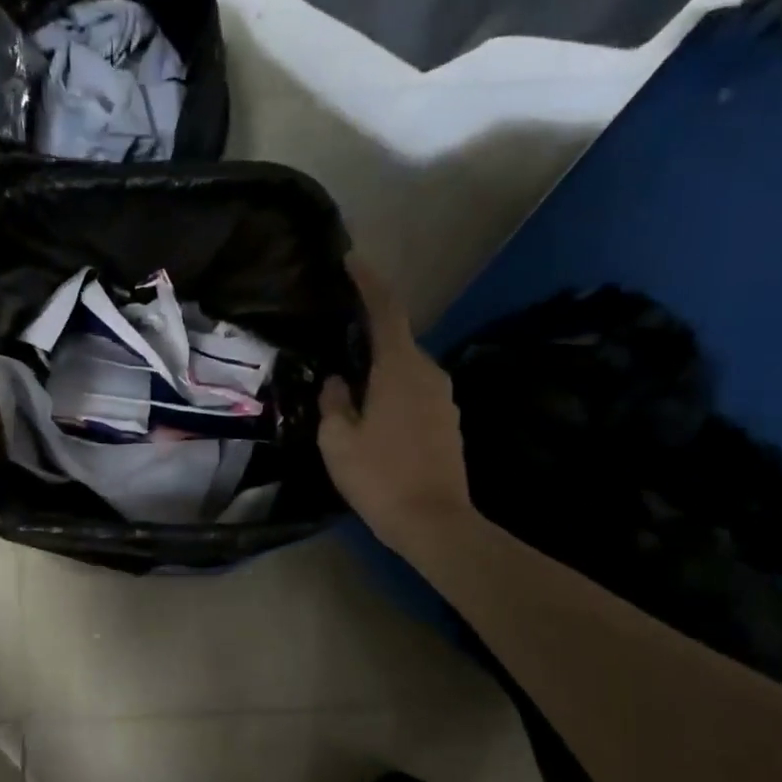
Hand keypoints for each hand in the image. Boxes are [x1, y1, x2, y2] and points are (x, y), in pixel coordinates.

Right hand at [319, 258, 473, 549]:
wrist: (434, 522)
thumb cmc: (379, 476)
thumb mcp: (337, 439)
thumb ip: (334, 402)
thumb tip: (339, 382)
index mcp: (400, 369)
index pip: (386, 311)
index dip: (369, 282)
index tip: (352, 260)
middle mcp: (428, 374)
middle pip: (395, 340)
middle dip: (367, 336)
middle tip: (334, 343)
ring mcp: (443, 398)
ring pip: (404, 369)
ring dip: (378, 370)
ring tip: (348, 387)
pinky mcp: (447, 421)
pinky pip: (413, 391)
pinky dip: (391, 391)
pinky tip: (371, 416)